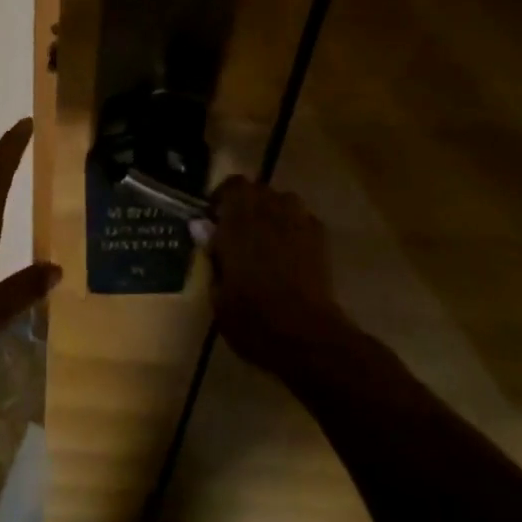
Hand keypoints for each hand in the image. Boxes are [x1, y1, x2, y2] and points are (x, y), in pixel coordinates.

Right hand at [208, 178, 349, 369]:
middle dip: (247, 203)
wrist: (306, 336)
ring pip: (284, 200)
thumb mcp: (218, 293)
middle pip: (258, 189)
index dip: (222, 198)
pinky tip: (290, 252)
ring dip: (273, 211)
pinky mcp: (320, 240)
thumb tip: (200, 226)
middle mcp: (269, 212)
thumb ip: (211, 253)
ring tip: (266, 237)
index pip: (231, 185)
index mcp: (238, 221)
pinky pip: (304, 220)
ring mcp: (298, 223)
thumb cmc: (252, 317)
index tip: (214, 218)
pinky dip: (294, 227)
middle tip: (238, 229)